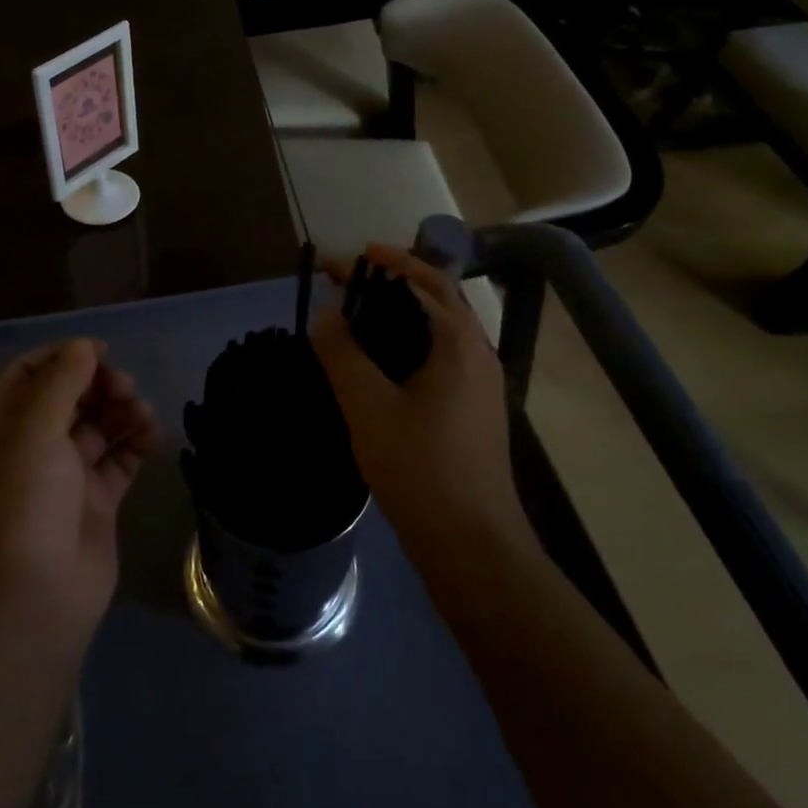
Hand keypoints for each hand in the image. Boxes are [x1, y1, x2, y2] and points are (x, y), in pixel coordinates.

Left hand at [0, 339, 161, 647]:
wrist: (33, 600)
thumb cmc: (23, 504)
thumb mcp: (34, 431)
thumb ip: (62, 381)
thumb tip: (85, 345)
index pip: (29, 373)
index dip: (64, 357)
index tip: (101, 352)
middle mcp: (29, 446)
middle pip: (69, 396)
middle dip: (99, 384)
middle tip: (126, 388)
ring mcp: (64, 476)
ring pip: (97, 426)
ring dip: (121, 411)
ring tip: (142, 413)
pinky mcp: (95, 501)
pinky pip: (119, 459)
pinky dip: (136, 442)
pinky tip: (152, 434)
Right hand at [310, 245, 519, 547]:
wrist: (472, 545)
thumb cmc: (420, 469)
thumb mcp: (368, 407)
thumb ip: (342, 354)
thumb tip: (326, 314)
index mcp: (459, 342)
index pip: (421, 280)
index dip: (381, 263)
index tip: (340, 261)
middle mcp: (478, 353)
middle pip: (438, 297)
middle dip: (395, 278)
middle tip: (350, 277)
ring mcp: (481, 383)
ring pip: (441, 328)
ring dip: (404, 309)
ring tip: (360, 312)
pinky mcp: (475, 409)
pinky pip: (442, 355)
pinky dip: (411, 340)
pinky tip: (383, 361)